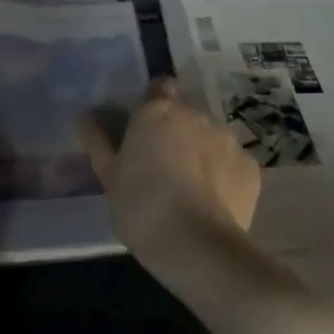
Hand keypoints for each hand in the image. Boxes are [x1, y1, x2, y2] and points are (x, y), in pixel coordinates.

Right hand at [82, 79, 261, 286]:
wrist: (197, 245)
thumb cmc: (142, 208)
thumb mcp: (109, 179)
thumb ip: (98, 143)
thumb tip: (83, 116)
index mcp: (157, 111)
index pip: (159, 88)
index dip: (153, 105)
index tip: (145, 129)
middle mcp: (195, 114)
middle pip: (186, 114)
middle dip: (177, 132)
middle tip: (163, 165)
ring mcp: (227, 138)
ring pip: (211, 137)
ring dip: (201, 151)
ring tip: (190, 188)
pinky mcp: (250, 165)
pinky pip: (233, 162)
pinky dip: (224, 174)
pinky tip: (213, 202)